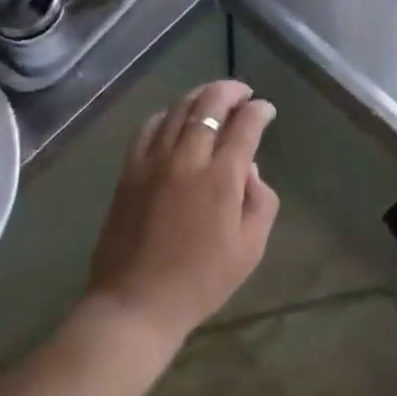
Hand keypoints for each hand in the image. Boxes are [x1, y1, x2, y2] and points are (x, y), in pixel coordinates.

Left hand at [85, 79, 279, 348]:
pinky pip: (149, 127)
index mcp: (221, 178)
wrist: (135, 305)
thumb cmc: (200, 282)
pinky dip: (168, 113)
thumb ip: (261, 201)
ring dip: (201, 95)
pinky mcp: (130, 170)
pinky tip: (176, 117)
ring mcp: (154, 161)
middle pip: (210, 104)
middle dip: (231, 90)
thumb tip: (251, 169)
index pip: (245, 125)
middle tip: (243, 92)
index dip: (259, 110)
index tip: (266, 110)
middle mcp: (188, 159)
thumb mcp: (250, 249)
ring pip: (179, 109)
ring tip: (213, 96)